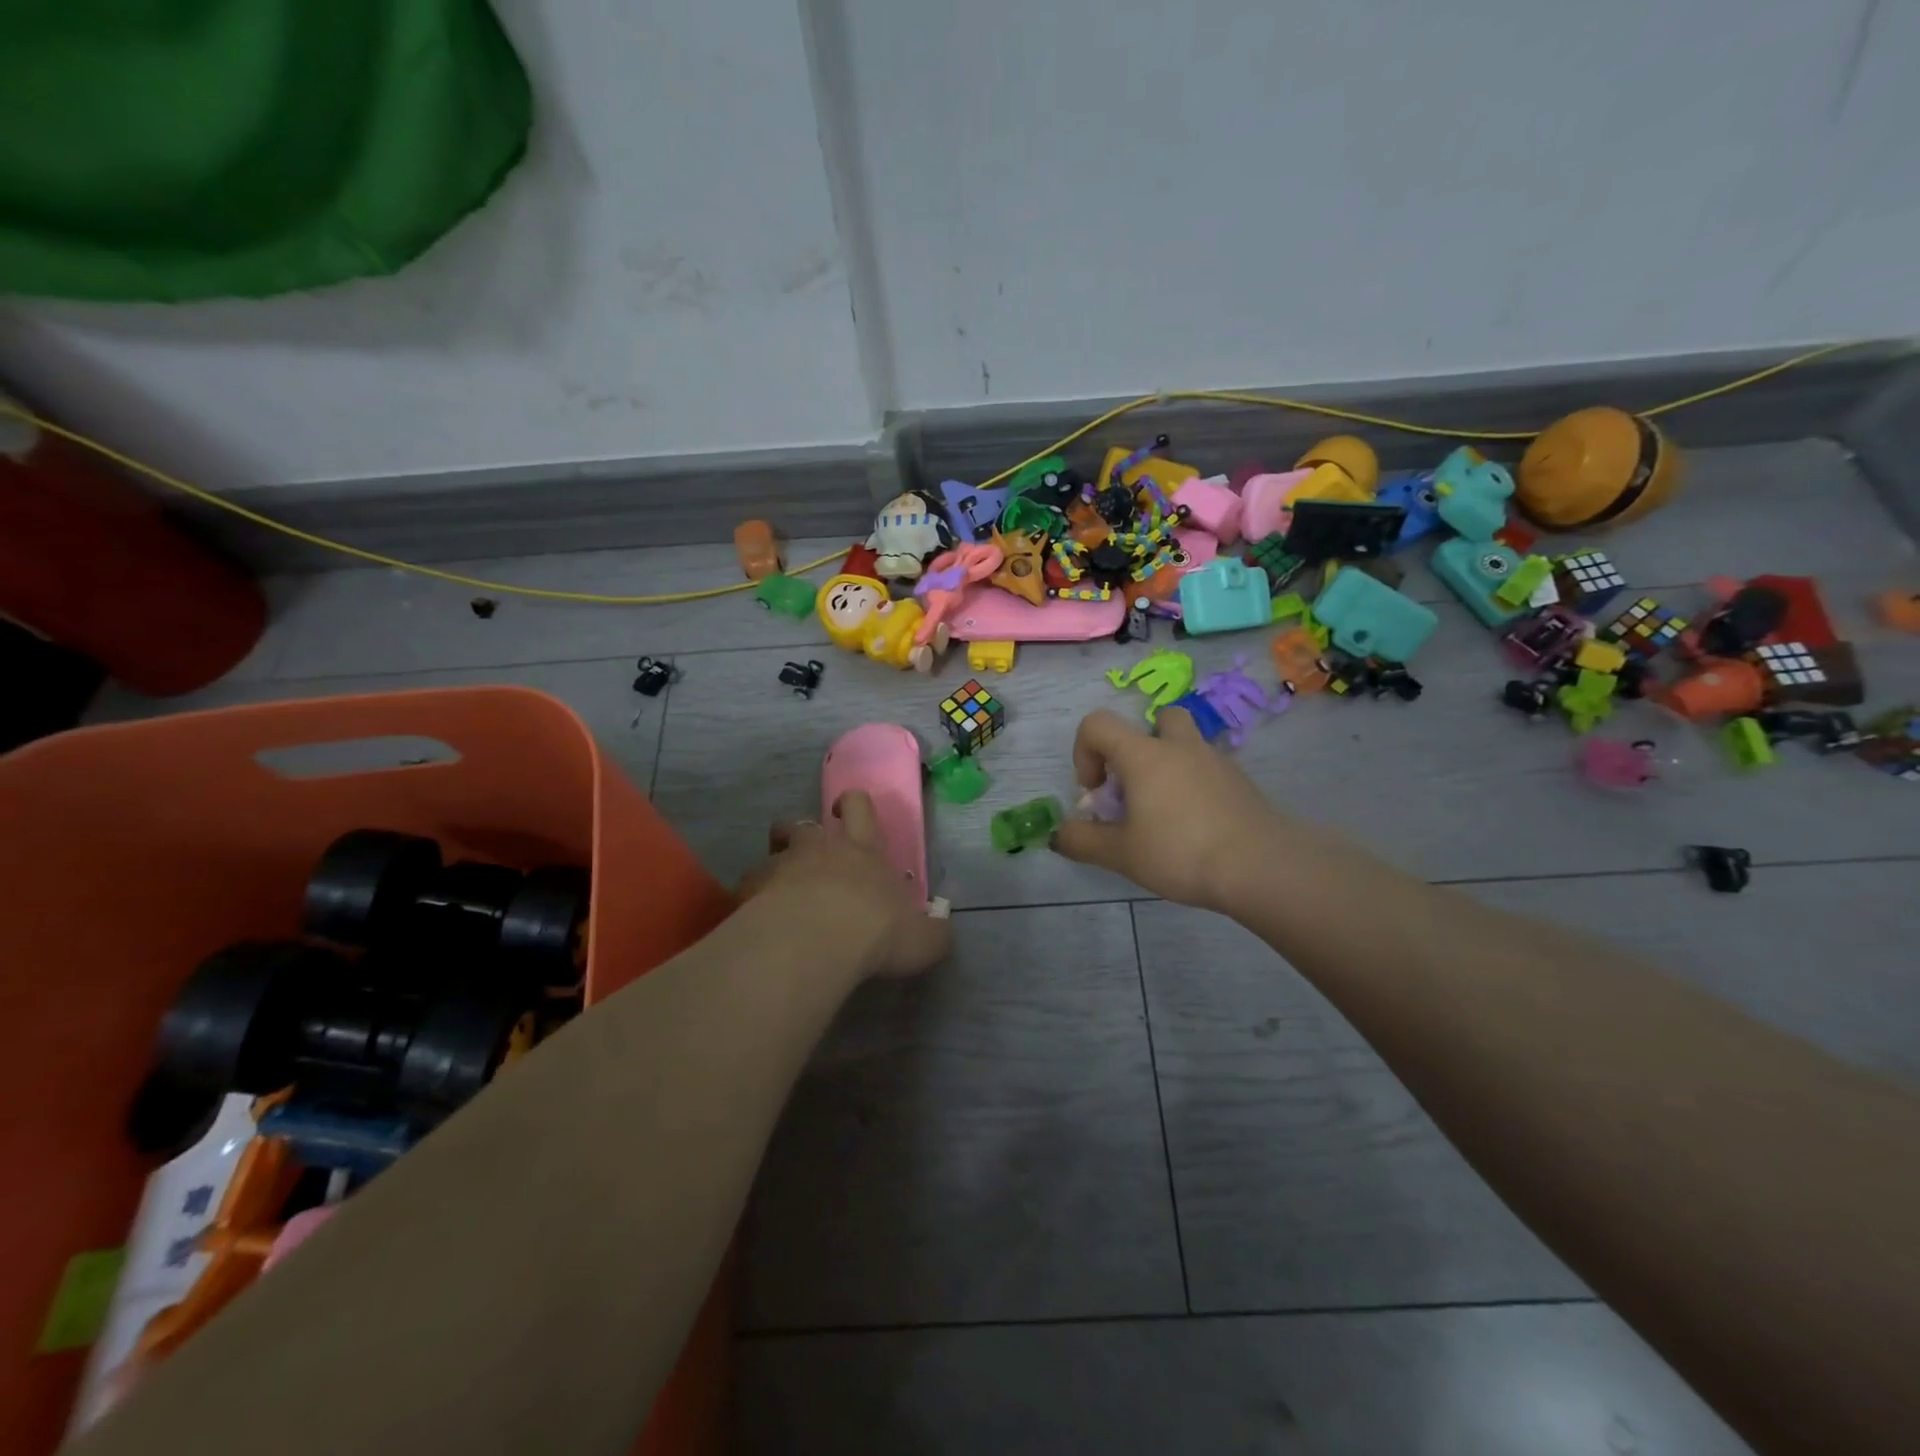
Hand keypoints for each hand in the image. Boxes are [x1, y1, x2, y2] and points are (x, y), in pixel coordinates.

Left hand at [739, 790, 950, 979]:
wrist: (816, 942)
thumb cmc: (876, 933)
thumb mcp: (922, 940)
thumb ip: (933, 932)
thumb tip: (941, 929)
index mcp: (864, 851)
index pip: (859, 807)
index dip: (853, 805)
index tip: (847, 812)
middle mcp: (822, 849)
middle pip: (805, 823)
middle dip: (805, 830)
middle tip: (809, 851)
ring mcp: (783, 866)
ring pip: (773, 848)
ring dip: (777, 860)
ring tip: (780, 885)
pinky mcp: (753, 890)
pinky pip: (749, 884)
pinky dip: (753, 895)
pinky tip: (757, 917)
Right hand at [1052, 707, 1288, 910]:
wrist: (1261, 867)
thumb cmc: (1180, 852)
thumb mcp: (1121, 854)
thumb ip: (1082, 841)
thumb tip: (1058, 834)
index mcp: (1143, 755)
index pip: (1097, 724)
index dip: (1084, 752)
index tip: (1096, 792)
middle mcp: (1179, 747)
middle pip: (1157, 719)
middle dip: (1139, 746)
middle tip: (1136, 788)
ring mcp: (1216, 762)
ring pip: (1187, 744)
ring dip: (1169, 766)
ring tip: (1165, 814)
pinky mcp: (1241, 783)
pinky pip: (1209, 771)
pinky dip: (1195, 787)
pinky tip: (1196, 829)